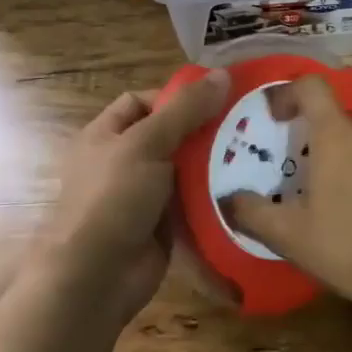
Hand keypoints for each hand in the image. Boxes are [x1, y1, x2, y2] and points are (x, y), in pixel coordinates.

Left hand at [47, 69, 230, 324]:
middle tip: (247, 124)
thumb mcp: (147, 143)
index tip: (216, 99)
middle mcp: (123, 161)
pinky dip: (214, 195)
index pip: (143, 102)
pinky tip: (246, 188)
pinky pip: (193, 201)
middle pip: (170, 134)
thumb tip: (223, 74)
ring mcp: (143, 195)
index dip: (176, 96)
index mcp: (106, 135)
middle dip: (205, 130)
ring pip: (185, 169)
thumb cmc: (112, 198)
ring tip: (256, 153)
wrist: (95, 278)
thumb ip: (186, 109)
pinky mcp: (163, 224)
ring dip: (214, 163)